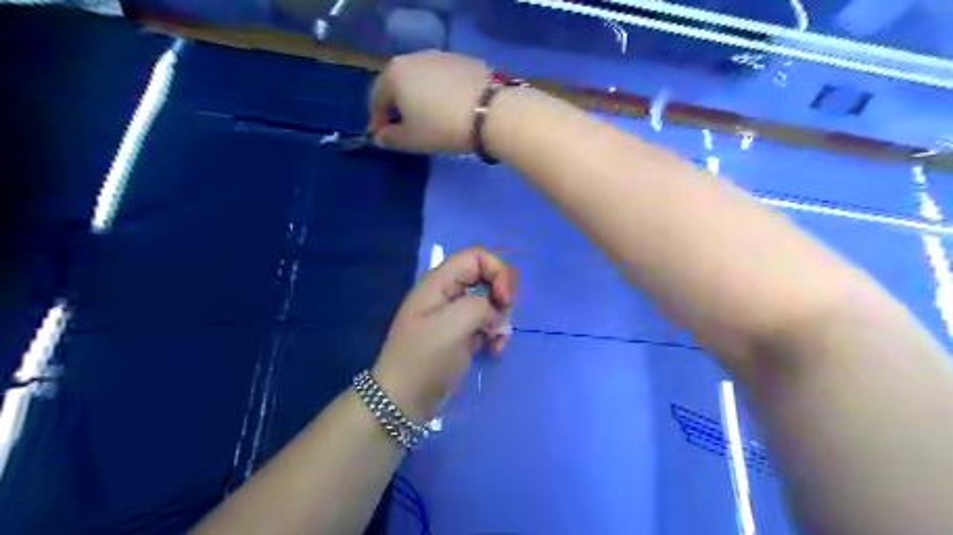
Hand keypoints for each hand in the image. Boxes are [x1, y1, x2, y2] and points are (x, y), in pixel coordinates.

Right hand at [367, 49, 490, 151]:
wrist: (491, 112)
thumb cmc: (442, 127)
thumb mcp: (412, 140)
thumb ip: (390, 139)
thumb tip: (380, 136)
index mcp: (394, 74)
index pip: (376, 98)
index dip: (377, 120)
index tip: (382, 137)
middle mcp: (414, 58)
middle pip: (398, 84)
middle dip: (397, 106)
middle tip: (404, 127)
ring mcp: (440, 56)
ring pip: (421, 79)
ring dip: (418, 98)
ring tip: (428, 118)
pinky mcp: (463, 60)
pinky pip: (442, 79)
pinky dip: (439, 93)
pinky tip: (449, 108)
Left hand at [372, 249, 516, 422]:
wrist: (403, 400)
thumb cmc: (424, 358)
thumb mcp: (452, 326)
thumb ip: (480, 306)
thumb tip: (494, 313)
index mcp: (440, 282)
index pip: (477, 256)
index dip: (498, 271)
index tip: (505, 300)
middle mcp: (447, 293)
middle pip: (486, 277)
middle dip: (502, 297)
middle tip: (502, 320)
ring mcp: (453, 315)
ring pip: (489, 302)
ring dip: (500, 320)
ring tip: (498, 342)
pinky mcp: (459, 334)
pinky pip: (485, 324)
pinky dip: (494, 335)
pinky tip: (494, 351)